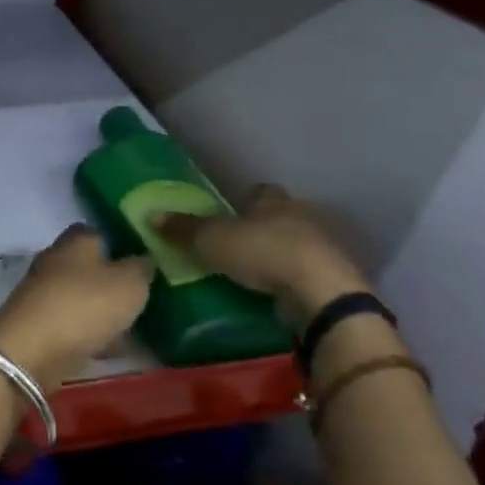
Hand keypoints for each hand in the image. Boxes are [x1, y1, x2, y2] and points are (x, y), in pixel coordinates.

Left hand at [0, 225, 152, 389]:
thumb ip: (141, 269)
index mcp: (75, 242)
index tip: (140, 258)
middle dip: (110, 280)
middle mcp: (54, 261)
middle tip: (141, 296)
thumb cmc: (85, 305)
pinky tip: (111, 349)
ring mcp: (42, 294)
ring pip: (79, 296)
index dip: (117, 242)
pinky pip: (71, 324)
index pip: (95, 231)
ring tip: (133, 327)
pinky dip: (89, 334)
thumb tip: (144, 259)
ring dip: (101, 310)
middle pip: (86, 265)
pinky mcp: (37, 325)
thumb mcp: (129, 284)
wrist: (32, 350)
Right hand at [156, 185, 369, 324]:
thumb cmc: (264, 252)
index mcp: (274, 201)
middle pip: (279, 217)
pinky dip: (291, 280)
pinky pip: (306, 274)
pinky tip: (274, 293)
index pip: (260, 192)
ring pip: (295, 245)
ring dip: (278, 255)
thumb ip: (183, 229)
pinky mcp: (333, 279)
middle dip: (261, 227)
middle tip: (236, 243)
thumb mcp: (212, 239)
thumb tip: (151, 215)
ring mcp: (323, 249)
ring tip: (252, 272)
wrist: (321, 293)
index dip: (245, 200)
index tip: (231, 210)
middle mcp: (302, 217)